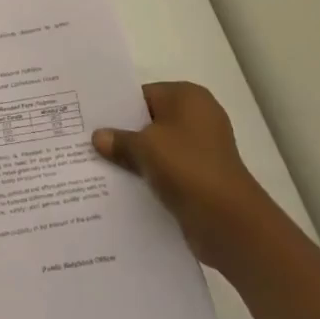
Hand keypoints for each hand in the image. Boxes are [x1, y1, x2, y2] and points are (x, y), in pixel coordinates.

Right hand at [93, 81, 271, 267]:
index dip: (117, 108)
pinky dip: (150, 177)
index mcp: (188, 97)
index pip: (143, 95)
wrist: (230, 223)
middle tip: (89, 143)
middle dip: (124, 134)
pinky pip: (168, 170)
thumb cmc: (188, 168)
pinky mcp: (202, 177)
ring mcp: (202, 149)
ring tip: (100, 166)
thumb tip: (98, 137)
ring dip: (136, 159)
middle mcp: (198, 117)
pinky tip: (124, 187)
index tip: (90, 121)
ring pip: (158, 148)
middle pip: (150, 121)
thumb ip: (119, 140)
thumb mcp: (145, 148)